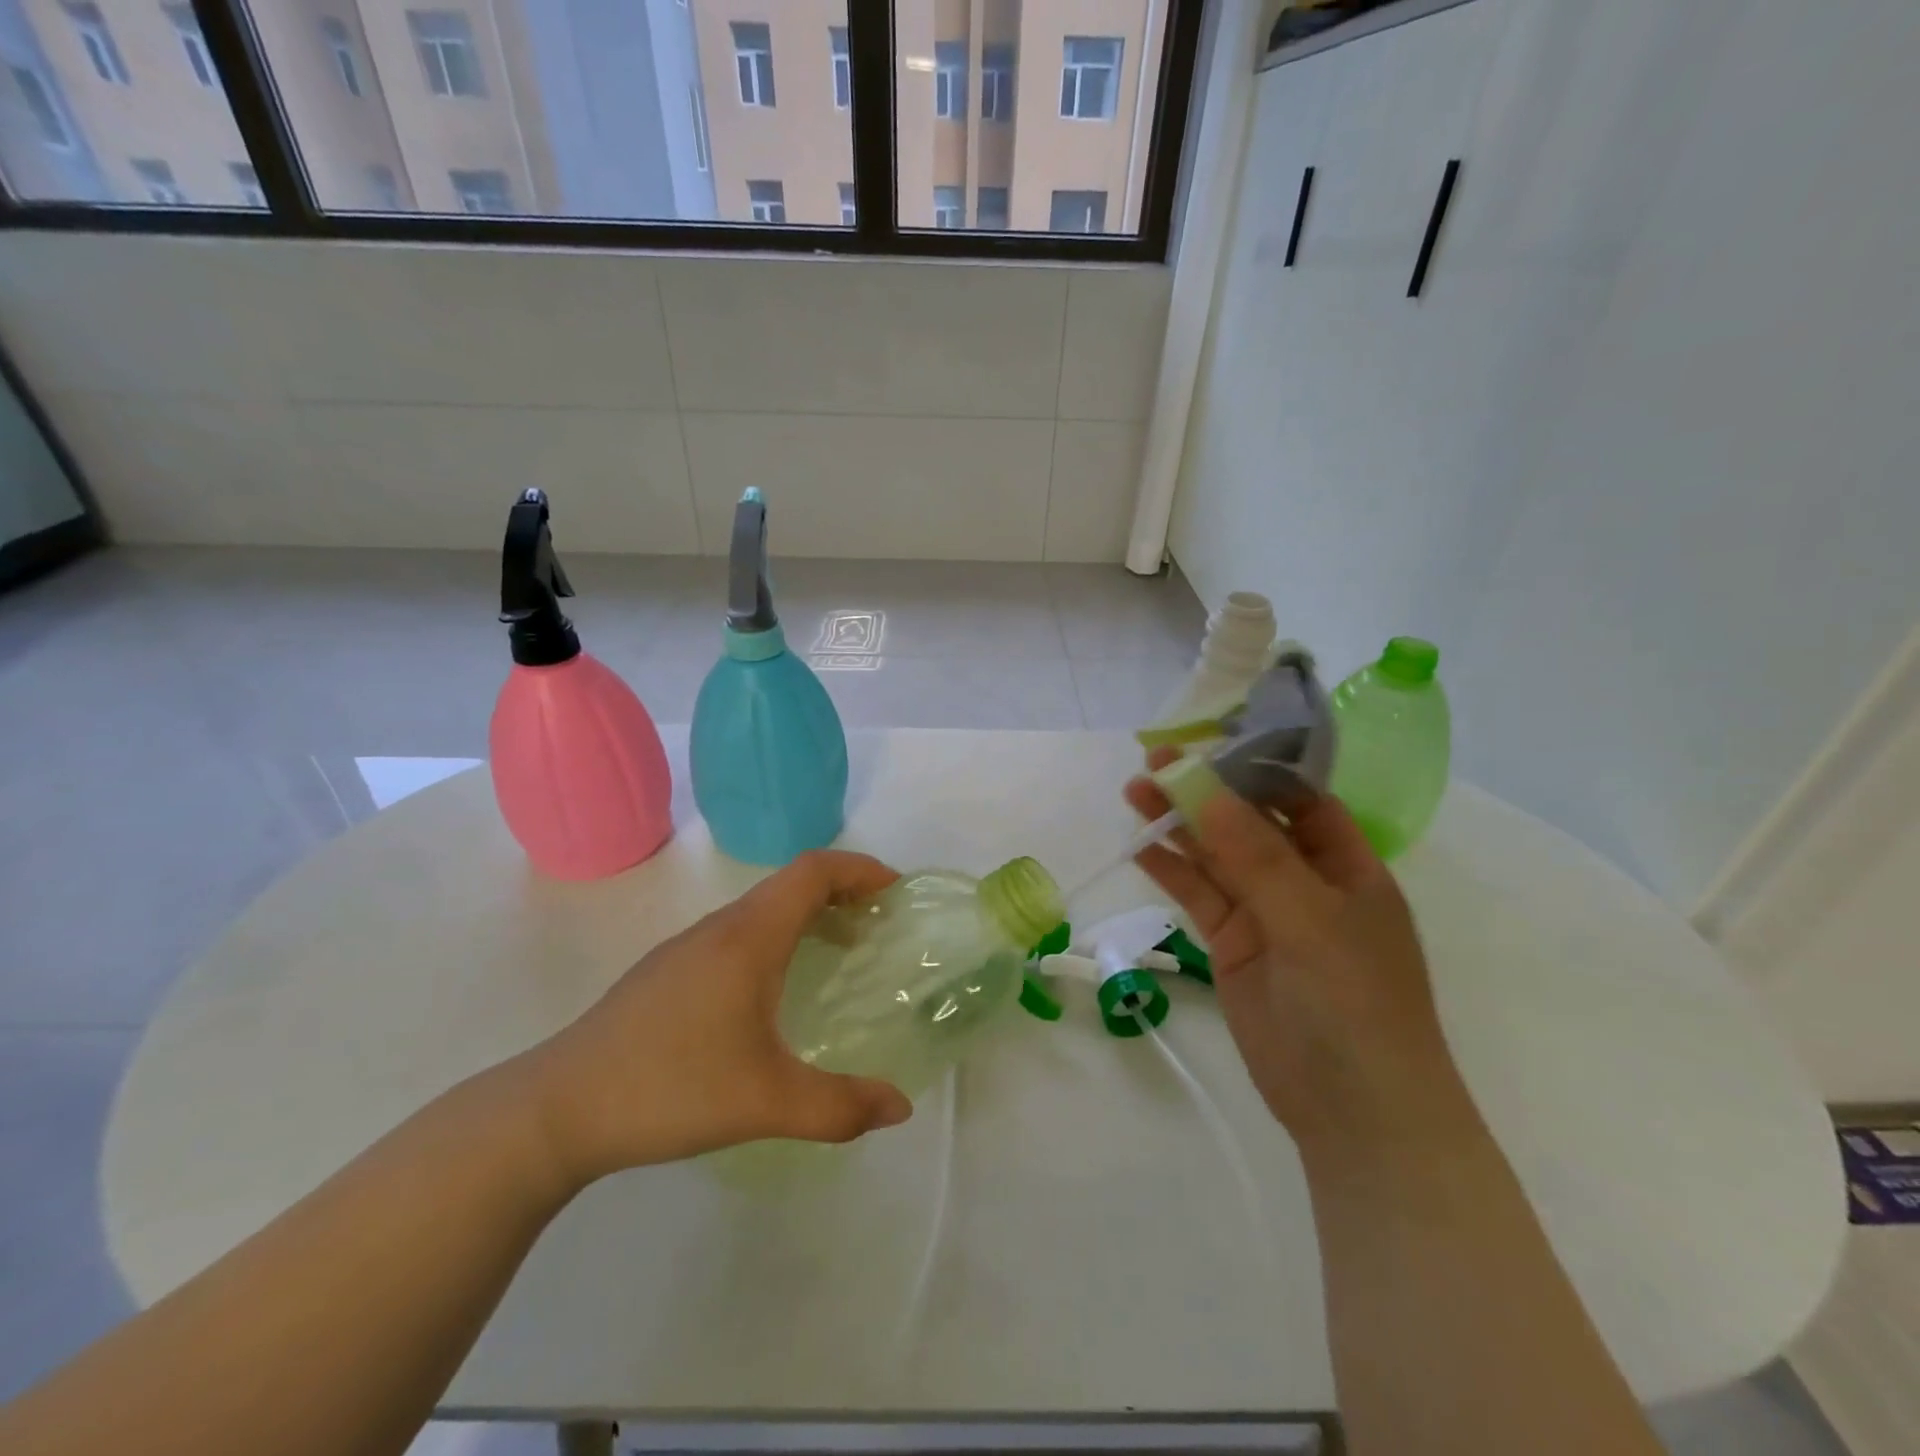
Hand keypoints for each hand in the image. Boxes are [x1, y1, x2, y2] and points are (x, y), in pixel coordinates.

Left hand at [521, 851, 914, 1186]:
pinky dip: (778, 938)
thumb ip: (841, 1106)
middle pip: (792, 884)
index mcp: (748, 937)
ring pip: (763, 909)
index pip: (814, 871)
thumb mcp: (766, 1102)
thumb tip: (901, 1107)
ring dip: (809, 916)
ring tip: (840, 954)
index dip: (860, 869)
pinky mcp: (668, 972)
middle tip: (879, 927)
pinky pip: (740, 933)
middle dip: (844, 893)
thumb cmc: (669, 1087)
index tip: (896, 891)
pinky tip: (775, 992)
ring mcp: (688, 948)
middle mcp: (720, 928)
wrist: (556, 1109)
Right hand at [1125, 752, 1472, 1153]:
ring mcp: (1267, 914)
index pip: (1300, 797)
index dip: (1256, 766)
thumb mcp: (1308, 917)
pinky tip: (1140, 845)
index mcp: (1348, 865)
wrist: (1354, 1112)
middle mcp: (1306, 881)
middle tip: (1154, 762)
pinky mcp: (1233, 944)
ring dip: (1179, 825)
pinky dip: (1171, 870)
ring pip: (1217, 856)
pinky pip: (1200, 896)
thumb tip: (1200, 784)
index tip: (1207, 739)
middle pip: (1249, 822)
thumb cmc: (1354, 1002)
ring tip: (1134, 792)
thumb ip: (1252, 852)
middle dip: (1206, 791)